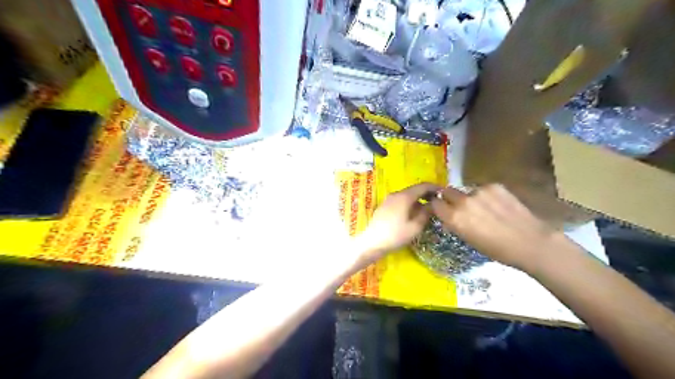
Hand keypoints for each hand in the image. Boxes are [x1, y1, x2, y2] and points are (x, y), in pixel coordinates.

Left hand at [356, 184, 440, 262]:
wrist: (372, 242)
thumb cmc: (396, 235)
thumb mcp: (415, 226)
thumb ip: (426, 213)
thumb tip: (433, 205)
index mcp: (404, 196)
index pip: (423, 186)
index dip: (435, 188)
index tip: (444, 193)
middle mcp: (396, 194)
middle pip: (414, 190)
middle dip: (427, 194)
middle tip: (438, 203)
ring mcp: (388, 200)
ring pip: (407, 196)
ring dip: (418, 200)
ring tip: (428, 210)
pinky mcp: (384, 206)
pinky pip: (400, 201)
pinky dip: (410, 204)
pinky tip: (414, 214)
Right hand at [432, 183, 564, 270]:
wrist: (530, 242)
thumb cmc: (497, 250)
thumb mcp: (468, 240)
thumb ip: (455, 224)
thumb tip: (449, 217)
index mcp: (454, 218)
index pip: (435, 203)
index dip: (437, 206)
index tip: (441, 210)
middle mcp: (462, 201)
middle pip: (447, 191)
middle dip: (449, 197)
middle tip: (459, 207)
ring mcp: (479, 191)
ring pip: (465, 190)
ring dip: (469, 197)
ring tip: (483, 207)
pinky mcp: (494, 186)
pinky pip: (482, 188)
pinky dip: (485, 195)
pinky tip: (496, 205)